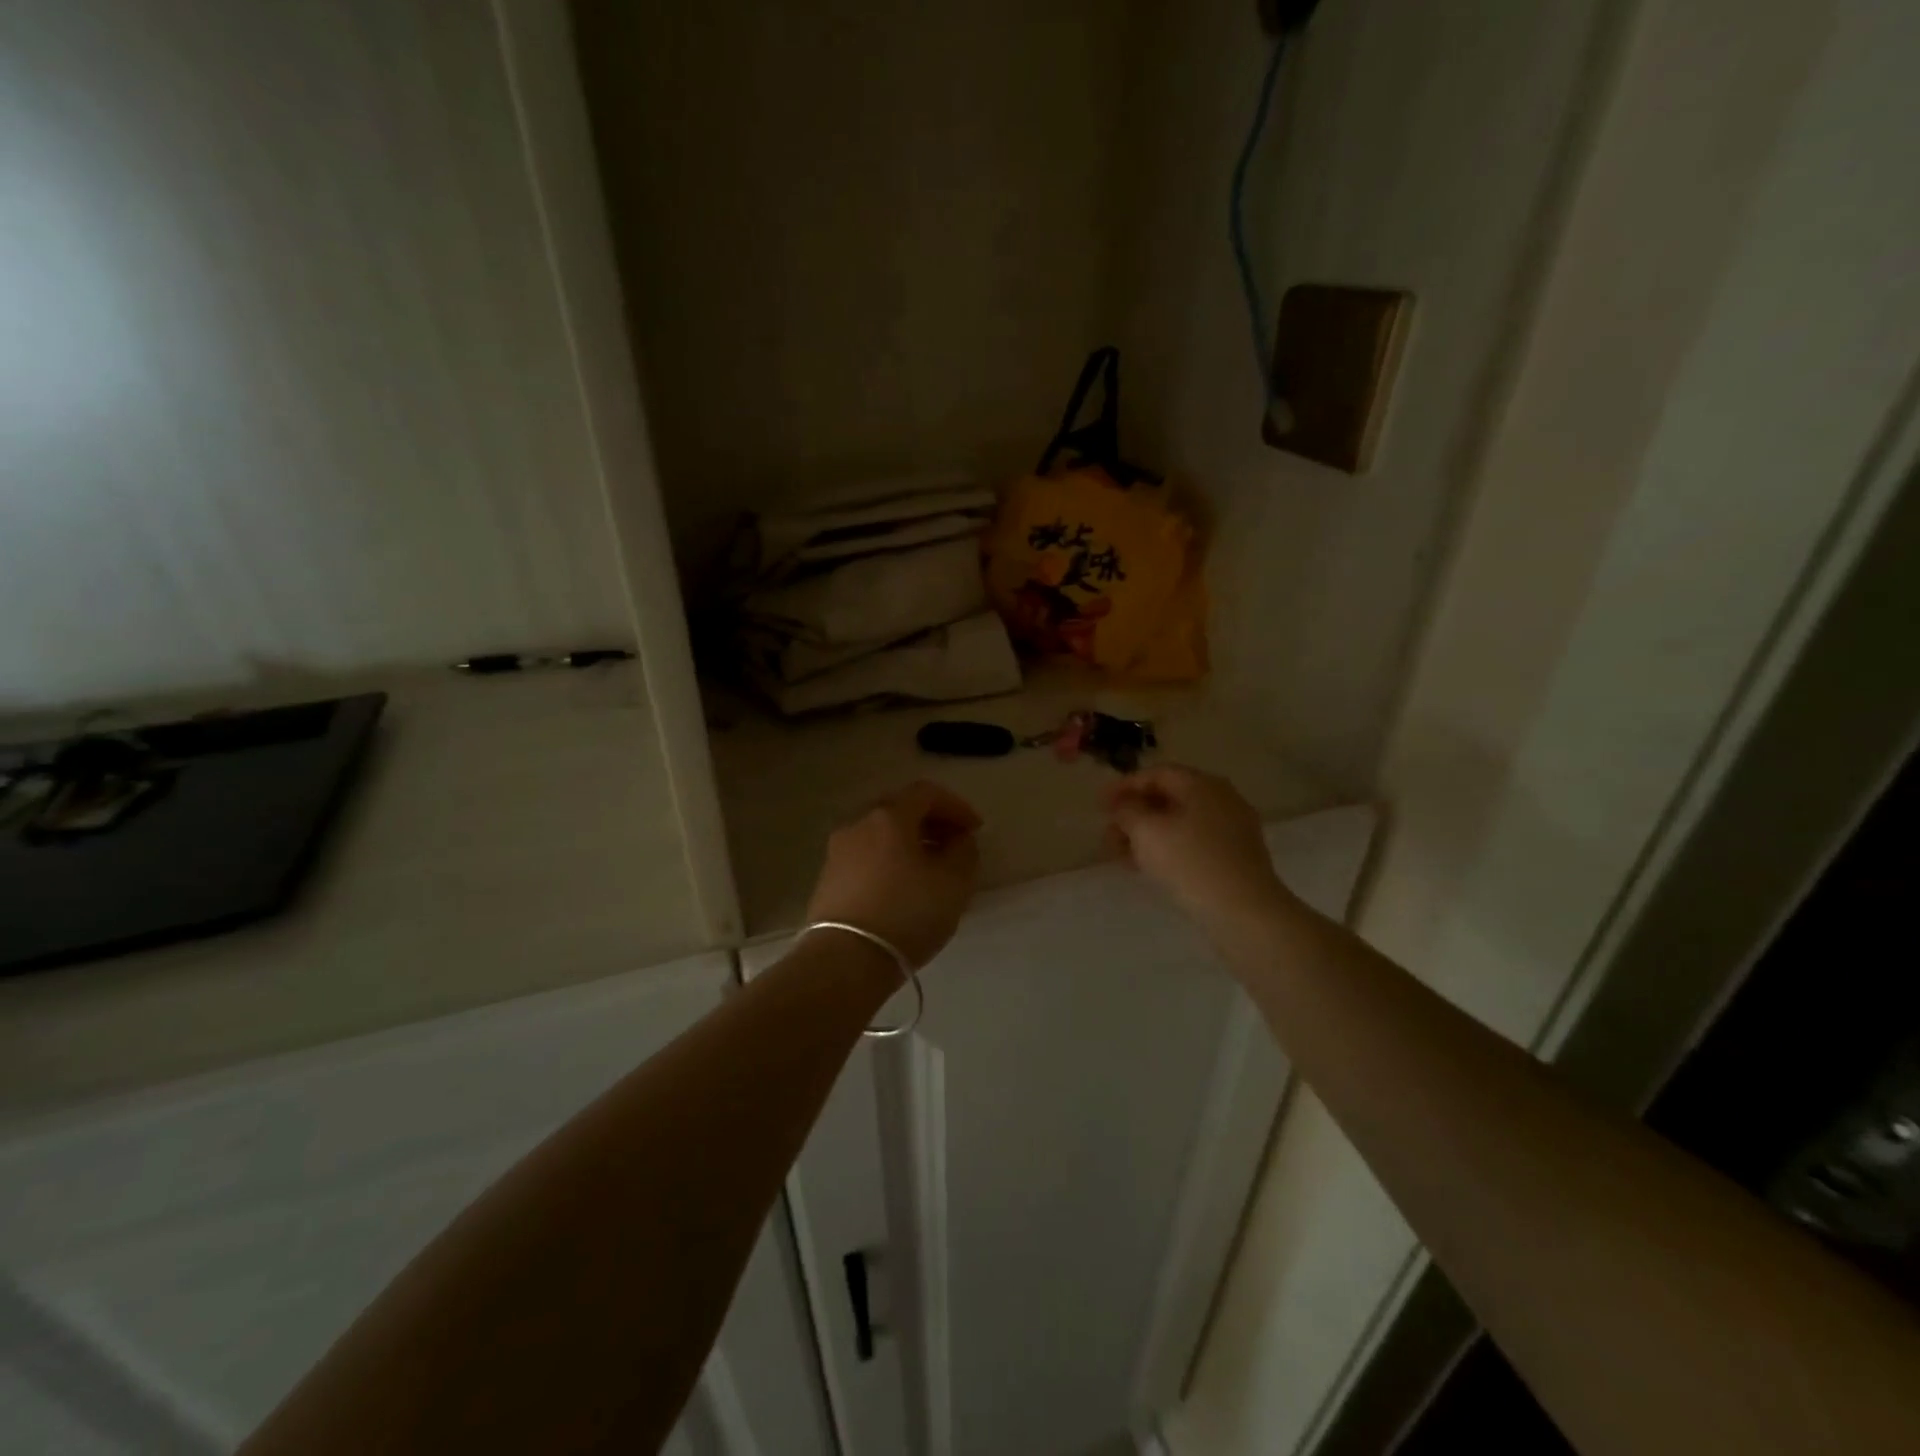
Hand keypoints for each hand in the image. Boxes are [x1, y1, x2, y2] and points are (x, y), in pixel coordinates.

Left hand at [806, 781, 982, 967]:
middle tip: (954, 843)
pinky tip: (902, 887)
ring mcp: (838, 851)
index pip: (927, 793)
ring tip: (931, 868)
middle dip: (931, 821)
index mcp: (889, 816)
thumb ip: (964, 852)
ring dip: (909, 842)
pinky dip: (889, 860)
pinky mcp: (828, 879)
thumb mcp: (954, 883)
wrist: (845, 960)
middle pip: (899, 809)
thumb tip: (958, 840)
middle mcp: (859, 823)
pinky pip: (866, 856)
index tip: (976, 829)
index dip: (956, 806)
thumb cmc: (906, 914)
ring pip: (880, 834)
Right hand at [1104, 765, 1292, 929]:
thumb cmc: (1190, 862)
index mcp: (1202, 784)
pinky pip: (1194, 841)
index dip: (1124, 786)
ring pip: (1180, 822)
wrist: (1244, 910)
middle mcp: (1221, 798)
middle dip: (1134, 814)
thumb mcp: (1146, 831)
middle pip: (1169, 797)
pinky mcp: (1237, 856)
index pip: (1156, 774)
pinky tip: (1150, 867)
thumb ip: (1127, 811)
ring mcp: (1233, 828)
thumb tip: (1123, 806)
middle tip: (1109, 834)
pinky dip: (1168, 848)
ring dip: (1148, 834)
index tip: (1099, 805)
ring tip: (1123, 855)